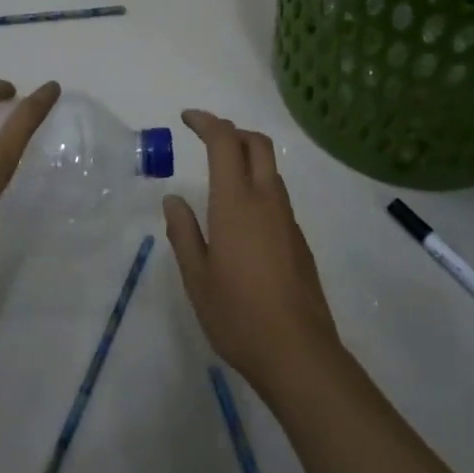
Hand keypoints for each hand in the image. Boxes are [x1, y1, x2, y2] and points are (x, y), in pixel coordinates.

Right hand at [163, 110, 339, 395]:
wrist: (298, 353)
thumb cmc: (238, 315)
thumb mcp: (197, 277)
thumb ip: (183, 232)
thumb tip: (174, 200)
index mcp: (236, 202)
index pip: (224, 142)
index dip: (206, 122)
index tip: (186, 119)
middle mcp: (266, 200)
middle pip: (256, 144)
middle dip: (232, 131)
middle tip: (206, 138)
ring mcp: (287, 219)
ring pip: (270, 169)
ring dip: (247, 157)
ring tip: (221, 175)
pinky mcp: (299, 240)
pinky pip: (277, 196)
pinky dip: (258, 185)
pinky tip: (242, 218)